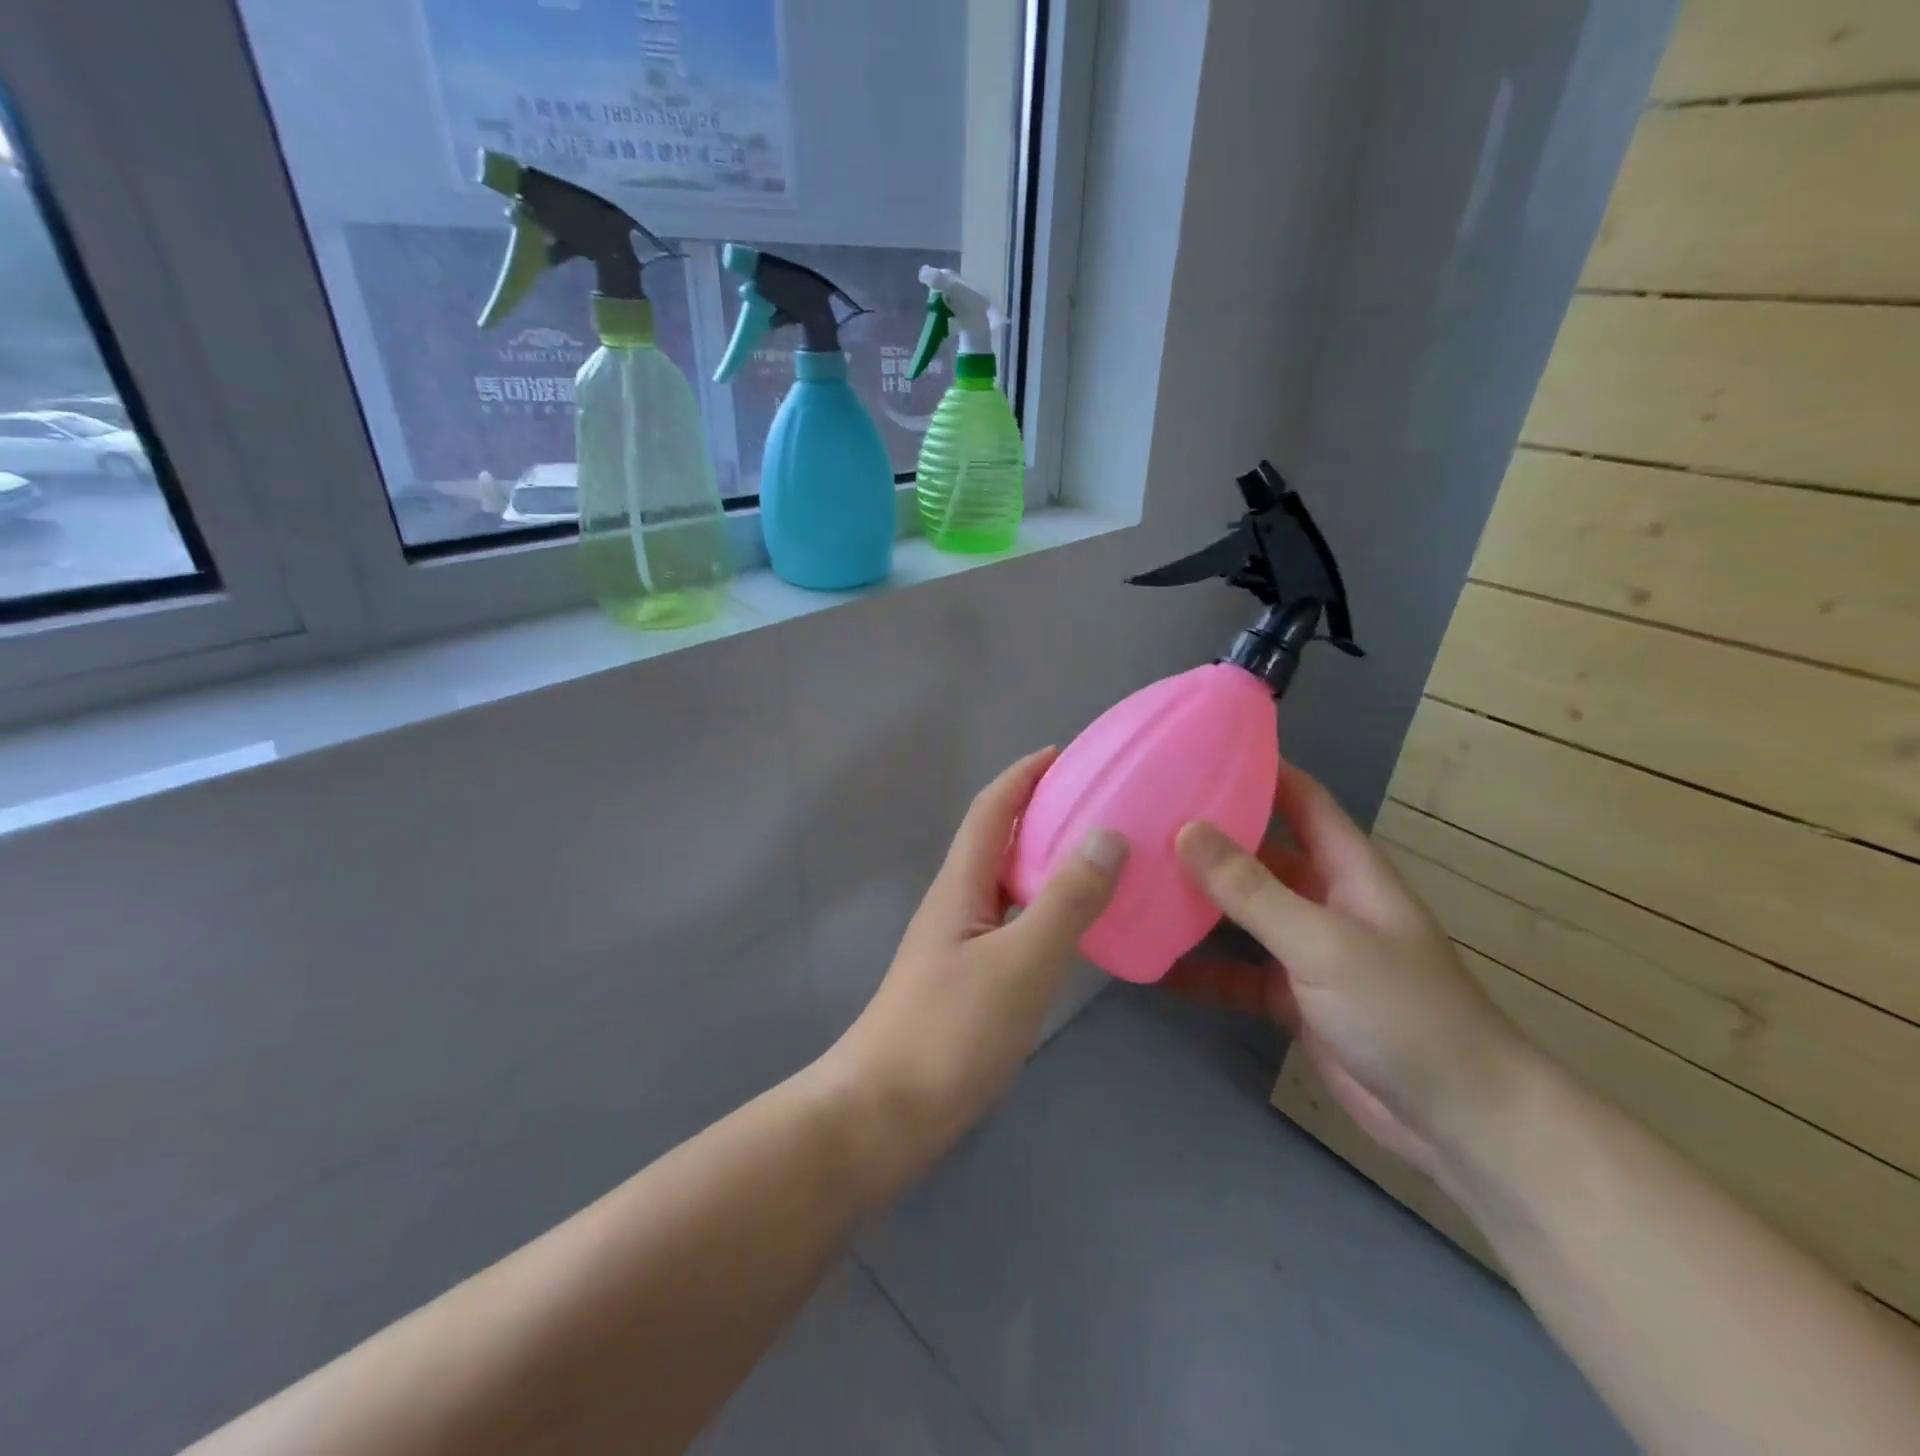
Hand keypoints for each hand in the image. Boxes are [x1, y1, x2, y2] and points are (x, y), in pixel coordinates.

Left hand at [824, 748, 1127, 1189]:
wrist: (885, 1113)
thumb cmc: (951, 1030)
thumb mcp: (1021, 960)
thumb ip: (1066, 900)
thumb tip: (1107, 834)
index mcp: (960, 884)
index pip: (991, 809)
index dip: (1024, 775)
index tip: (1065, 753)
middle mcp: (955, 903)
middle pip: (997, 840)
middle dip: (1040, 811)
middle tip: (1098, 804)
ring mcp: (957, 944)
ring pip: (1006, 884)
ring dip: (1045, 861)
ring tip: (1099, 859)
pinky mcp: (966, 980)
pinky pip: (1012, 923)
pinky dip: (1044, 909)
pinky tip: (1073, 930)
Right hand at [1169, 763, 1529, 1177]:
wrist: (1456, 1121)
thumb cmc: (1403, 1011)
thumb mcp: (1323, 943)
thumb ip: (1252, 890)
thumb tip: (1185, 831)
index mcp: (1346, 868)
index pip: (1300, 797)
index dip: (1260, 767)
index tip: (1199, 748)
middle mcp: (1323, 899)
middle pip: (1258, 853)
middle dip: (1208, 836)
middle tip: (1143, 817)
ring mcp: (1305, 950)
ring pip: (1240, 913)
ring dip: (1196, 903)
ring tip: (1135, 881)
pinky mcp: (1289, 997)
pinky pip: (1234, 972)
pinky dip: (1199, 969)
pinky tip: (1151, 963)